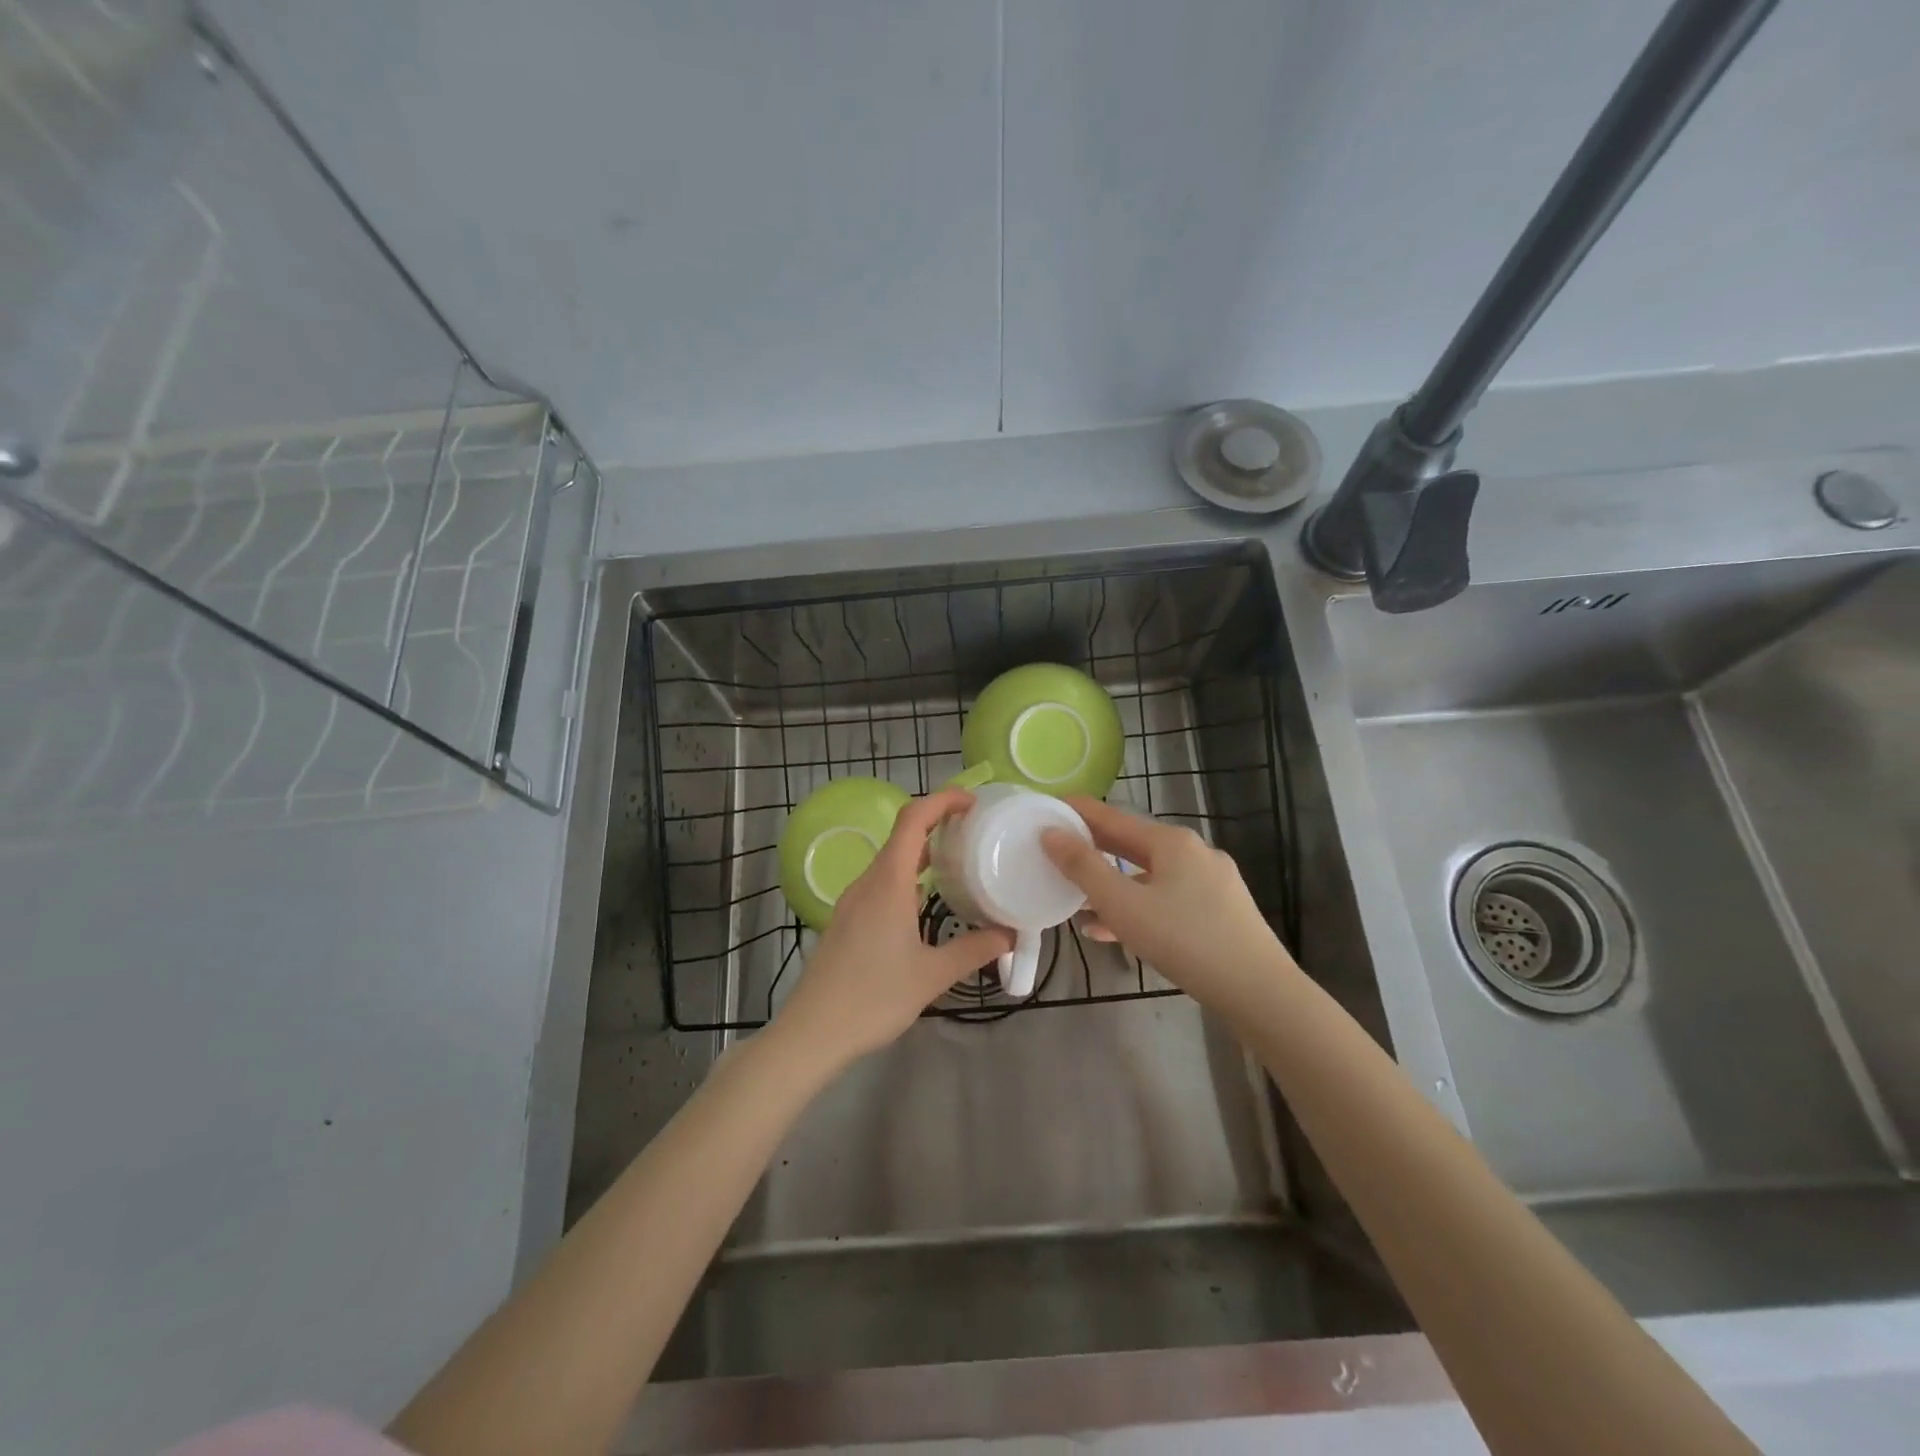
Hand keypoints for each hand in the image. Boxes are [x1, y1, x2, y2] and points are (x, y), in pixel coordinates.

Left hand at [775, 787, 1013, 1063]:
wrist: (812, 1032)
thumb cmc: (874, 997)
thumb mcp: (932, 975)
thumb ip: (974, 950)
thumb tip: (1008, 935)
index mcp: (888, 883)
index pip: (913, 820)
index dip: (942, 800)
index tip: (973, 801)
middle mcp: (868, 883)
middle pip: (902, 836)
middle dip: (937, 824)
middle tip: (974, 830)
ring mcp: (854, 902)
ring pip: (891, 862)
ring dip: (922, 853)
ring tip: (958, 862)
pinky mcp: (848, 921)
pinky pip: (882, 884)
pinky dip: (908, 878)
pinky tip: (926, 902)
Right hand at [1041, 797, 1297, 1018]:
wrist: (1259, 992)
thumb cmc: (1184, 940)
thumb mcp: (1123, 904)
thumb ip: (1083, 868)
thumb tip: (1050, 833)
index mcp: (1172, 841)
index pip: (1114, 817)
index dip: (1080, 812)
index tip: (1050, 807)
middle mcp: (1194, 853)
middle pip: (1132, 844)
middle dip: (1094, 849)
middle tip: (1057, 850)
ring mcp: (1211, 883)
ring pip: (1149, 875)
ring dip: (1112, 884)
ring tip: (1078, 898)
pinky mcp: (1219, 913)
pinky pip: (1167, 900)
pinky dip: (1138, 907)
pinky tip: (1112, 931)